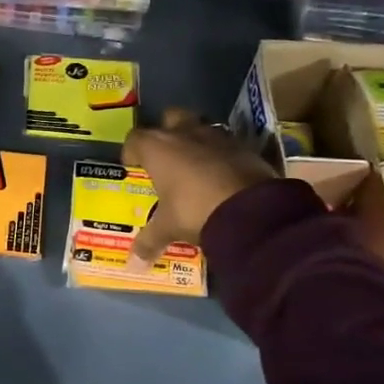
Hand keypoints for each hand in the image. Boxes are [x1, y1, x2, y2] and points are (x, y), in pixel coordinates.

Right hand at [122, 109, 276, 266]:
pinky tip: (221, 175)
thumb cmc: (195, 211)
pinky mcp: (244, 146)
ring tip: (194, 165)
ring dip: (195, 141)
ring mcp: (217, 136)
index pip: (135, 138)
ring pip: (200, 127)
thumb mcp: (169, 228)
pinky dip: (220, 155)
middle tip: (165, 157)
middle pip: (169, 118)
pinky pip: (225, 144)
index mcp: (158, 148)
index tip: (133, 166)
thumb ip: (149, 242)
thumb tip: (133, 266)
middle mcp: (185, 133)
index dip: (131, 151)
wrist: (252, 210)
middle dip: (166, 132)